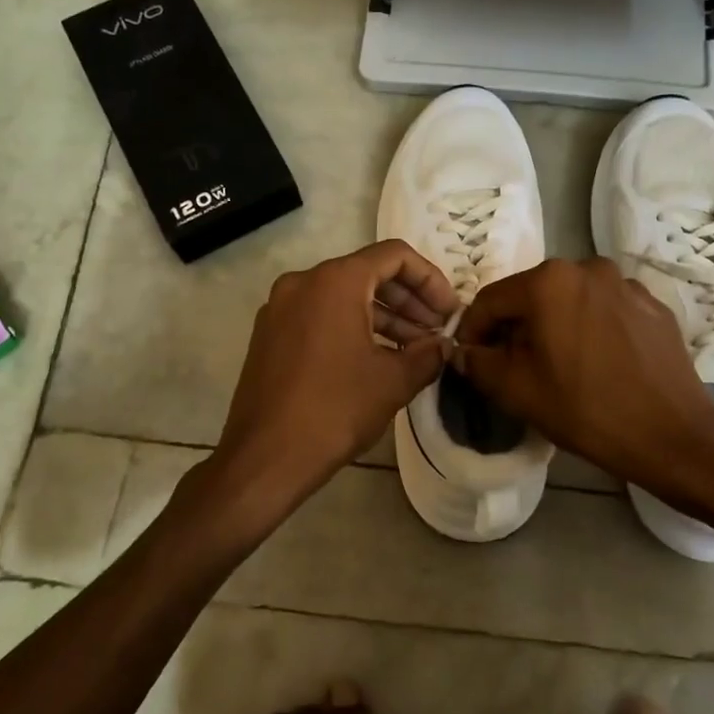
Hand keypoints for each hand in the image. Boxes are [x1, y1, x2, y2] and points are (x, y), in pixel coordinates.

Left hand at [200, 241, 459, 534]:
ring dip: (383, 317)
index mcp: (334, 281)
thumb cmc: (334, 410)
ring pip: (343, 296)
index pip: (394, 256)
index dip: (430, 279)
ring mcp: (280, 307)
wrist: (264, 458)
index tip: (449, 311)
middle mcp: (303, 282)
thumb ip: (427, 355)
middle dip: (409, 300)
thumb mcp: (393, 382)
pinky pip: (320, 315)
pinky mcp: (269, 334)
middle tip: (436, 331)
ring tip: (414, 349)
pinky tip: (376, 359)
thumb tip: (442, 346)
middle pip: (368, 273)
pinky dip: (352, 327)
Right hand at [454, 259, 713, 495]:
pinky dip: (591, 328)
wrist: (674, 435)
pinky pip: (605, 309)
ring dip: (555, 325)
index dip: (473, 330)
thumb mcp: (517, 391)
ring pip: (570, 300)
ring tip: (558, 364)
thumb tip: (464, 351)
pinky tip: (598, 362)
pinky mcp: (652, 304)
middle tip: (512, 365)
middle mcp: (587, 268)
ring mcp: (625, 283)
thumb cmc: (587, 409)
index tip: (470, 358)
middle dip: (516, 327)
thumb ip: (479, 363)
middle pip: (532, 295)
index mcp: (549, 281)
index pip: (492, 299)